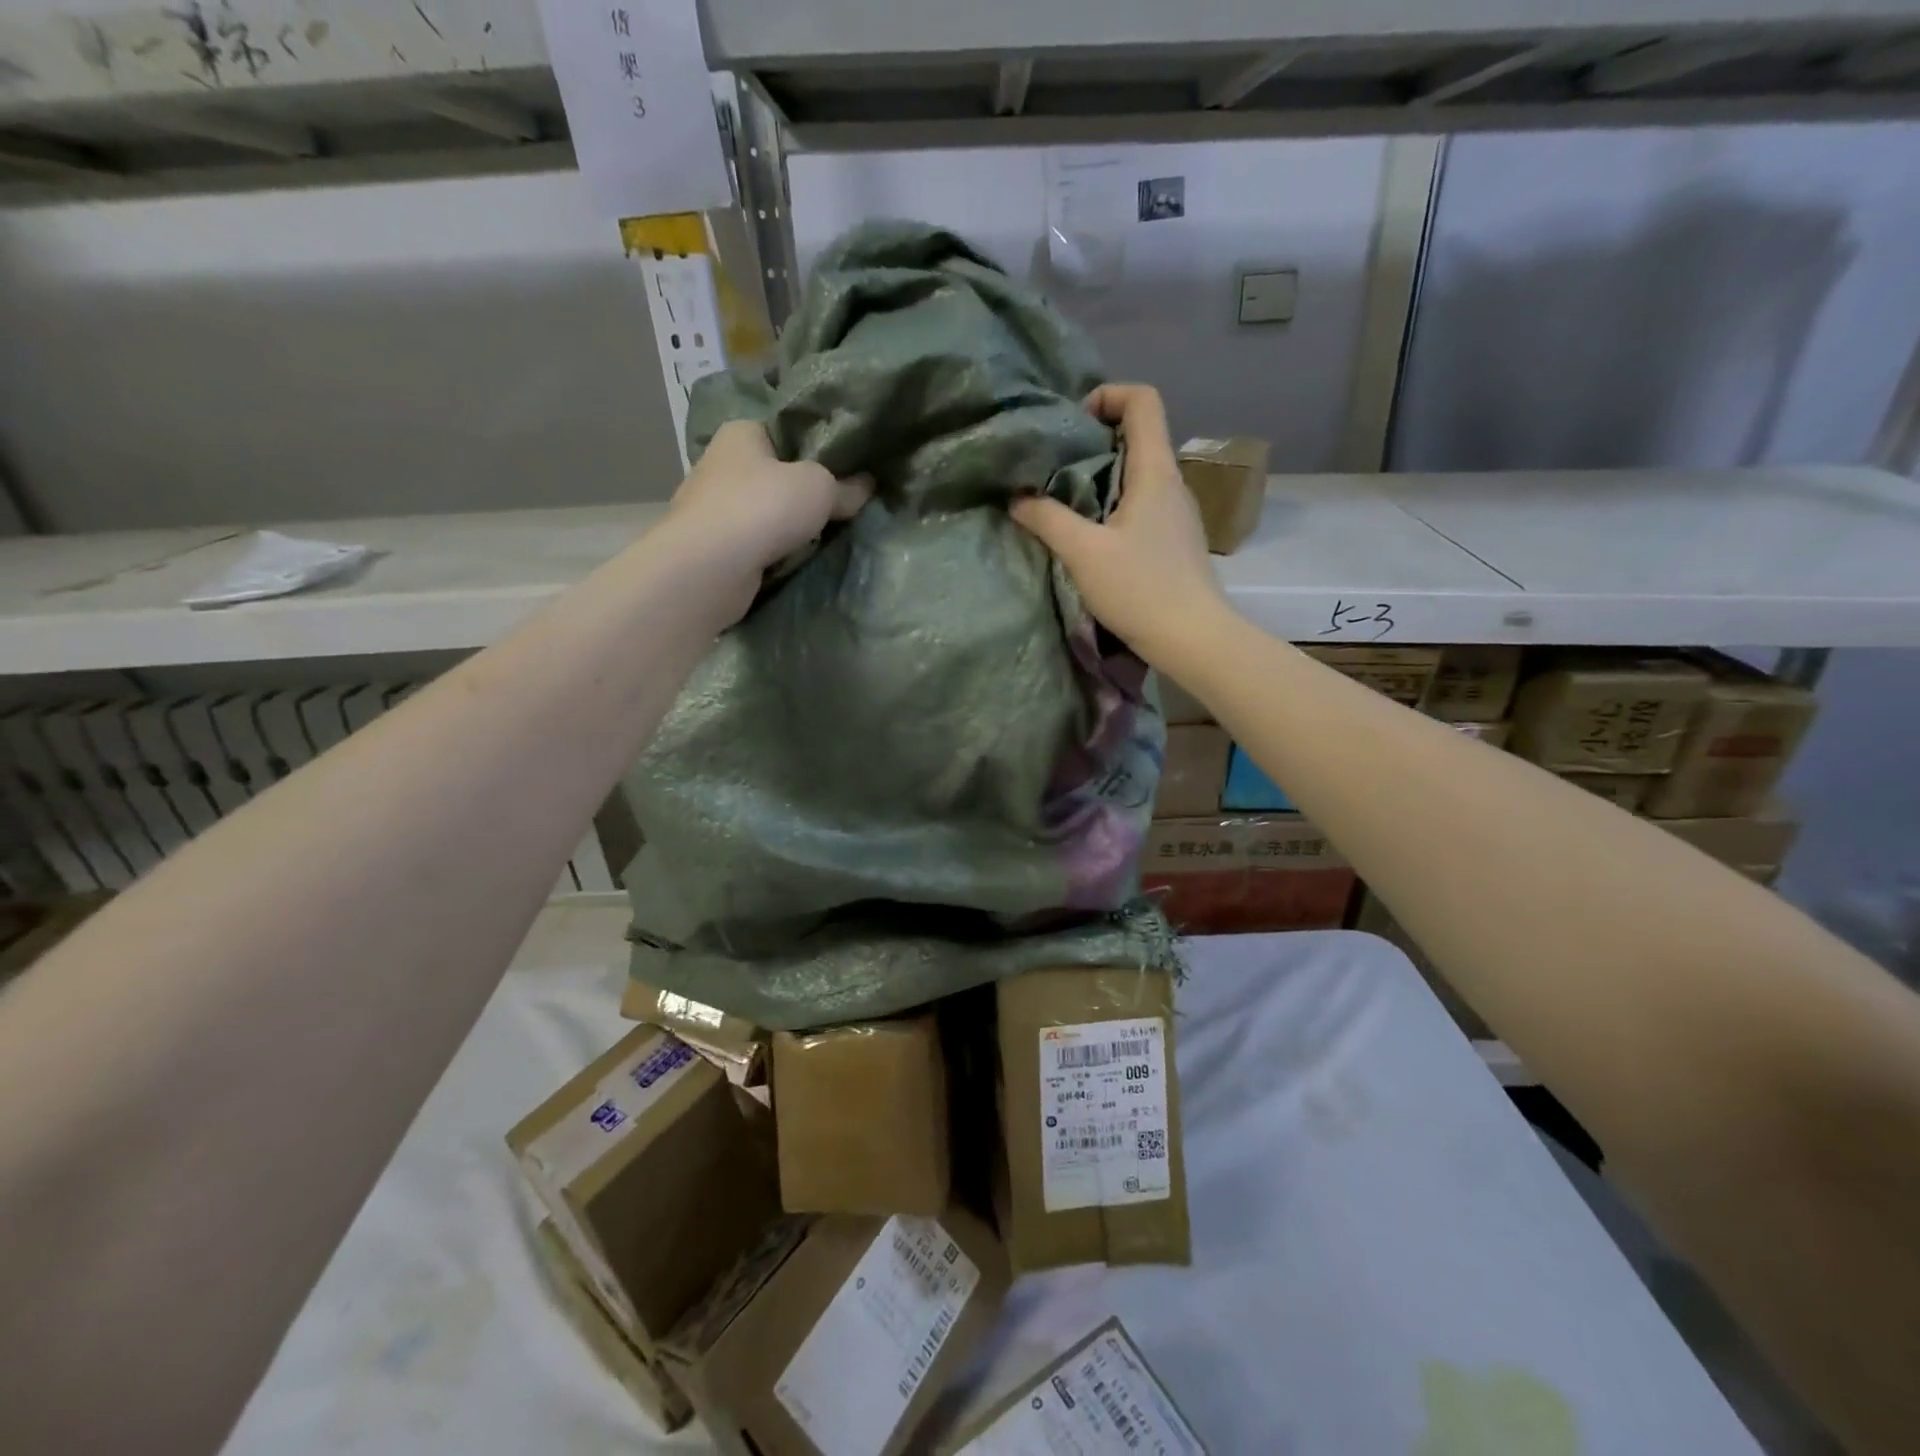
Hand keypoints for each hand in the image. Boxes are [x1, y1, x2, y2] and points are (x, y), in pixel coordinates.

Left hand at [665, 420, 870, 618]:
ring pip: (766, 513)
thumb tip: (866, 485)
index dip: (816, 448)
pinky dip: (772, 552)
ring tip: (822, 539)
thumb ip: (845, 486)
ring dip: (788, 527)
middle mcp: (721, 464)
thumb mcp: (820, 488)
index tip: (846, 468)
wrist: (710, 568)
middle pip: (776, 475)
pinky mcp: (713, 547)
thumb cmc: (763, 507)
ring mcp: (712, 508)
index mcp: (742, 432)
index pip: (785, 431)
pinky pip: (755, 544)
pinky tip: (794, 561)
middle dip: (804, 493)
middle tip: (841, 508)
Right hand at [1009, 384, 1230, 666]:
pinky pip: (1142, 505)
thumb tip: (1016, 497)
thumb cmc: (1141, 588)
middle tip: (1054, 466)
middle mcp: (1172, 483)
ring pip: (1138, 474)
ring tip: (1065, 502)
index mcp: (1155, 471)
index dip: (1108, 395)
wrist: (1193, 639)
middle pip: (1137, 436)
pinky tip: (1091, 537)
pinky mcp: (1174, 541)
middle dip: (1093, 441)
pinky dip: (1113, 506)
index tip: (1073, 423)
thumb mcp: (1083, 553)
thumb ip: (1047, 519)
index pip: (1143, 401)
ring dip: (1101, 478)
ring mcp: (1177, 514)